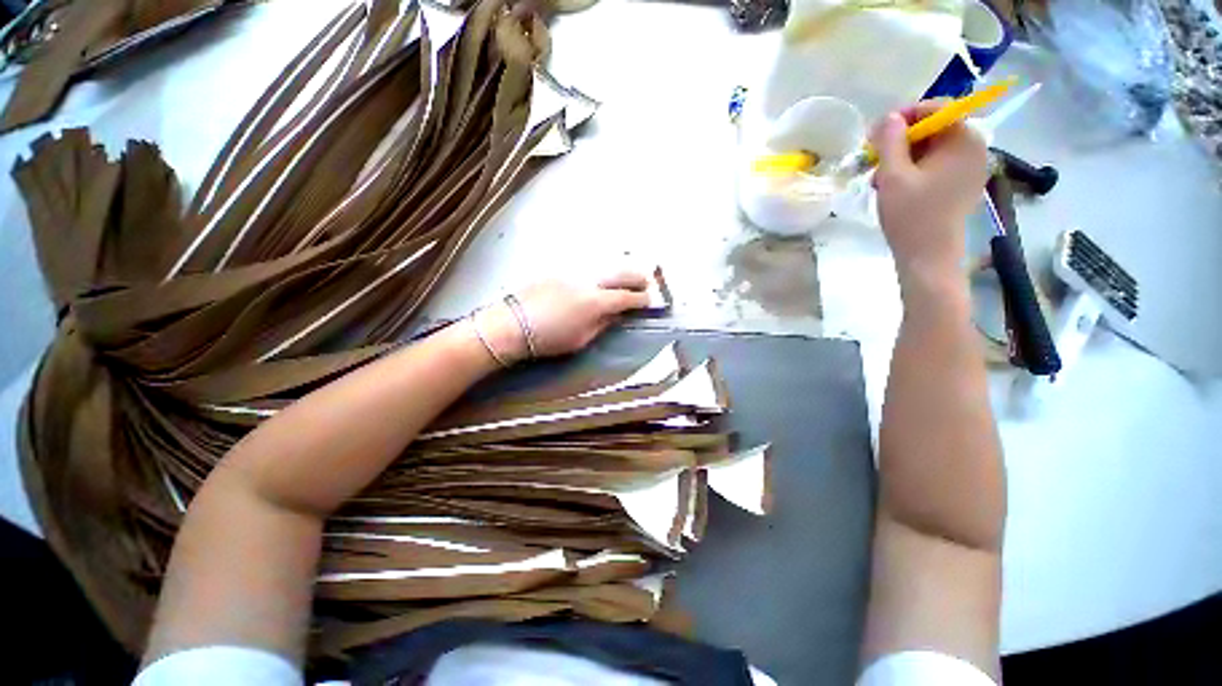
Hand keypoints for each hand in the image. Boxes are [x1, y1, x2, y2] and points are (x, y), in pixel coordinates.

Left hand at [475, 272, 651, 362]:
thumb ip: (603, 324)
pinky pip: (588, 266)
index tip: (651, 301)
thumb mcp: (581, 339)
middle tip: (646, 282)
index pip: (627, 297)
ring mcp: (573, 272)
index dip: (642, 299)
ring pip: (605, 265)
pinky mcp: (560, 269)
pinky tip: (601, 276)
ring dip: (620, 270)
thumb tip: (617, 314)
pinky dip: (601, 270)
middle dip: (638, 277)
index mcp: (596, 302)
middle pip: (621, 272)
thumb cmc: (549, 338)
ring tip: (627, 276)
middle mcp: (589, 281)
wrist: (512, 324)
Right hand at [872, 101, 987, 282]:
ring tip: (881, 179)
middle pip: (934, 128)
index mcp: (964, 139)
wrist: (928, 257)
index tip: (876, 134)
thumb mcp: (892, 175)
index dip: (904, 116)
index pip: (936, 109)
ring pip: (933, 148)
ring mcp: (971, 167)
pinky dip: (914, 170)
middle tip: (875, 160)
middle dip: (902, 141)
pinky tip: (896, 187)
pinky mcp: (963, 184)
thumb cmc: (911, 216)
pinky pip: (937, 165)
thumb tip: (888, 117)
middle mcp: (975, 147)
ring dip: (904, 158)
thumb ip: (890, 141)